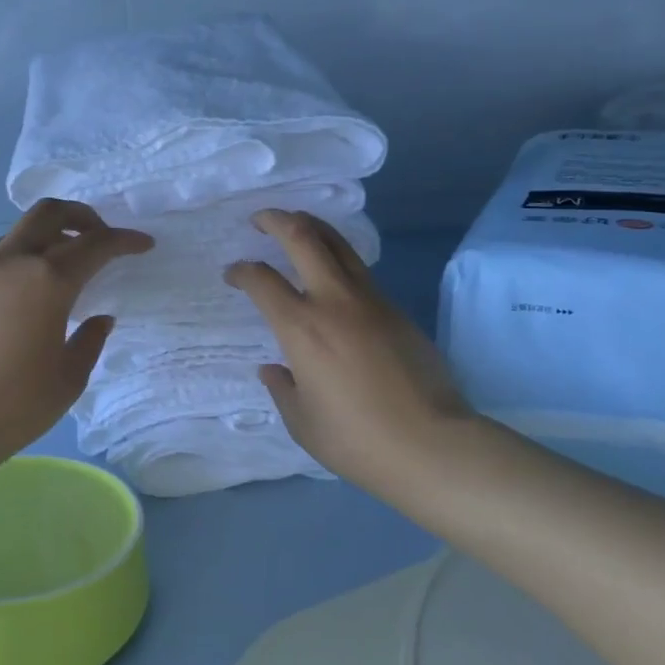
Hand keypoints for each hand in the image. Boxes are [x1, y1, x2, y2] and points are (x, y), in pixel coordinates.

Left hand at [0, 199, 152, 474]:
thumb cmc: (13, 406)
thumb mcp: (68, 378)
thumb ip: (90, 340)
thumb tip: (99, 318)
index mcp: (48, 281)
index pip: (96, 244)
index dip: (125, 240)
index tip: (143, 245)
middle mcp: (12, 262)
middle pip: (50, 212)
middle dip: (83, 216)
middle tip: (101, 239)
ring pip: (20, 231)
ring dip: (49, 235)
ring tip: (65, 265)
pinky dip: (23, 257)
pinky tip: (29, 292)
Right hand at [225, 210, 476, 492]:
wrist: (431, 444)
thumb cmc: (357, 439)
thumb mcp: (303, 422)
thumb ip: (282, 389)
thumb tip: (274, 369)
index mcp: (301, 327)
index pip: (262, 280)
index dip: (241, 270)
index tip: (232, 273)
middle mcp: (334, 301)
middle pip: (303, 237)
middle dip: (276, 220)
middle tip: (261, 219)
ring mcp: (370, 300)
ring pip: (338, 244)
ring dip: (312, 227)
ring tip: (296, 226)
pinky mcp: (396, 309)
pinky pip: (360, 269)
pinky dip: (338, 257)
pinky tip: (332, 271)